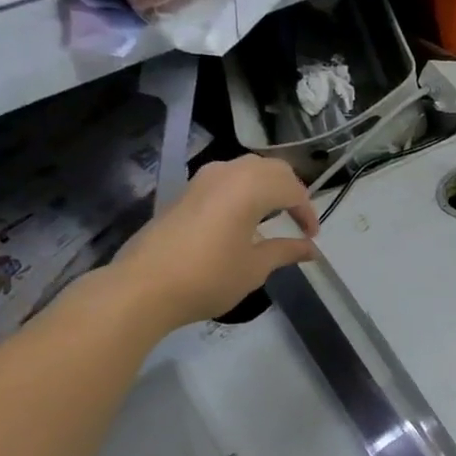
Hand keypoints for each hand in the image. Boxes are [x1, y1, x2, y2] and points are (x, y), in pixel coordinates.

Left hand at [110, 156, 318, 329]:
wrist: (144, 287)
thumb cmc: (209, 277)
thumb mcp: (255, 267)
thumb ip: (286, 251)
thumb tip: (310, 249)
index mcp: (250, 188)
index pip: (292, 189)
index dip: (307, 212)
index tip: (311, 237)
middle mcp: (227, 173)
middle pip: (271, 169)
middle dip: (291, 191)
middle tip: (298, 220)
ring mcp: (202, 179)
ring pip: (246, 169)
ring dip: (267, 186)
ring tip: (275, 215)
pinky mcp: (186, 192)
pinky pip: (226, 178)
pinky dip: (245, 190)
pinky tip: (244, 217)